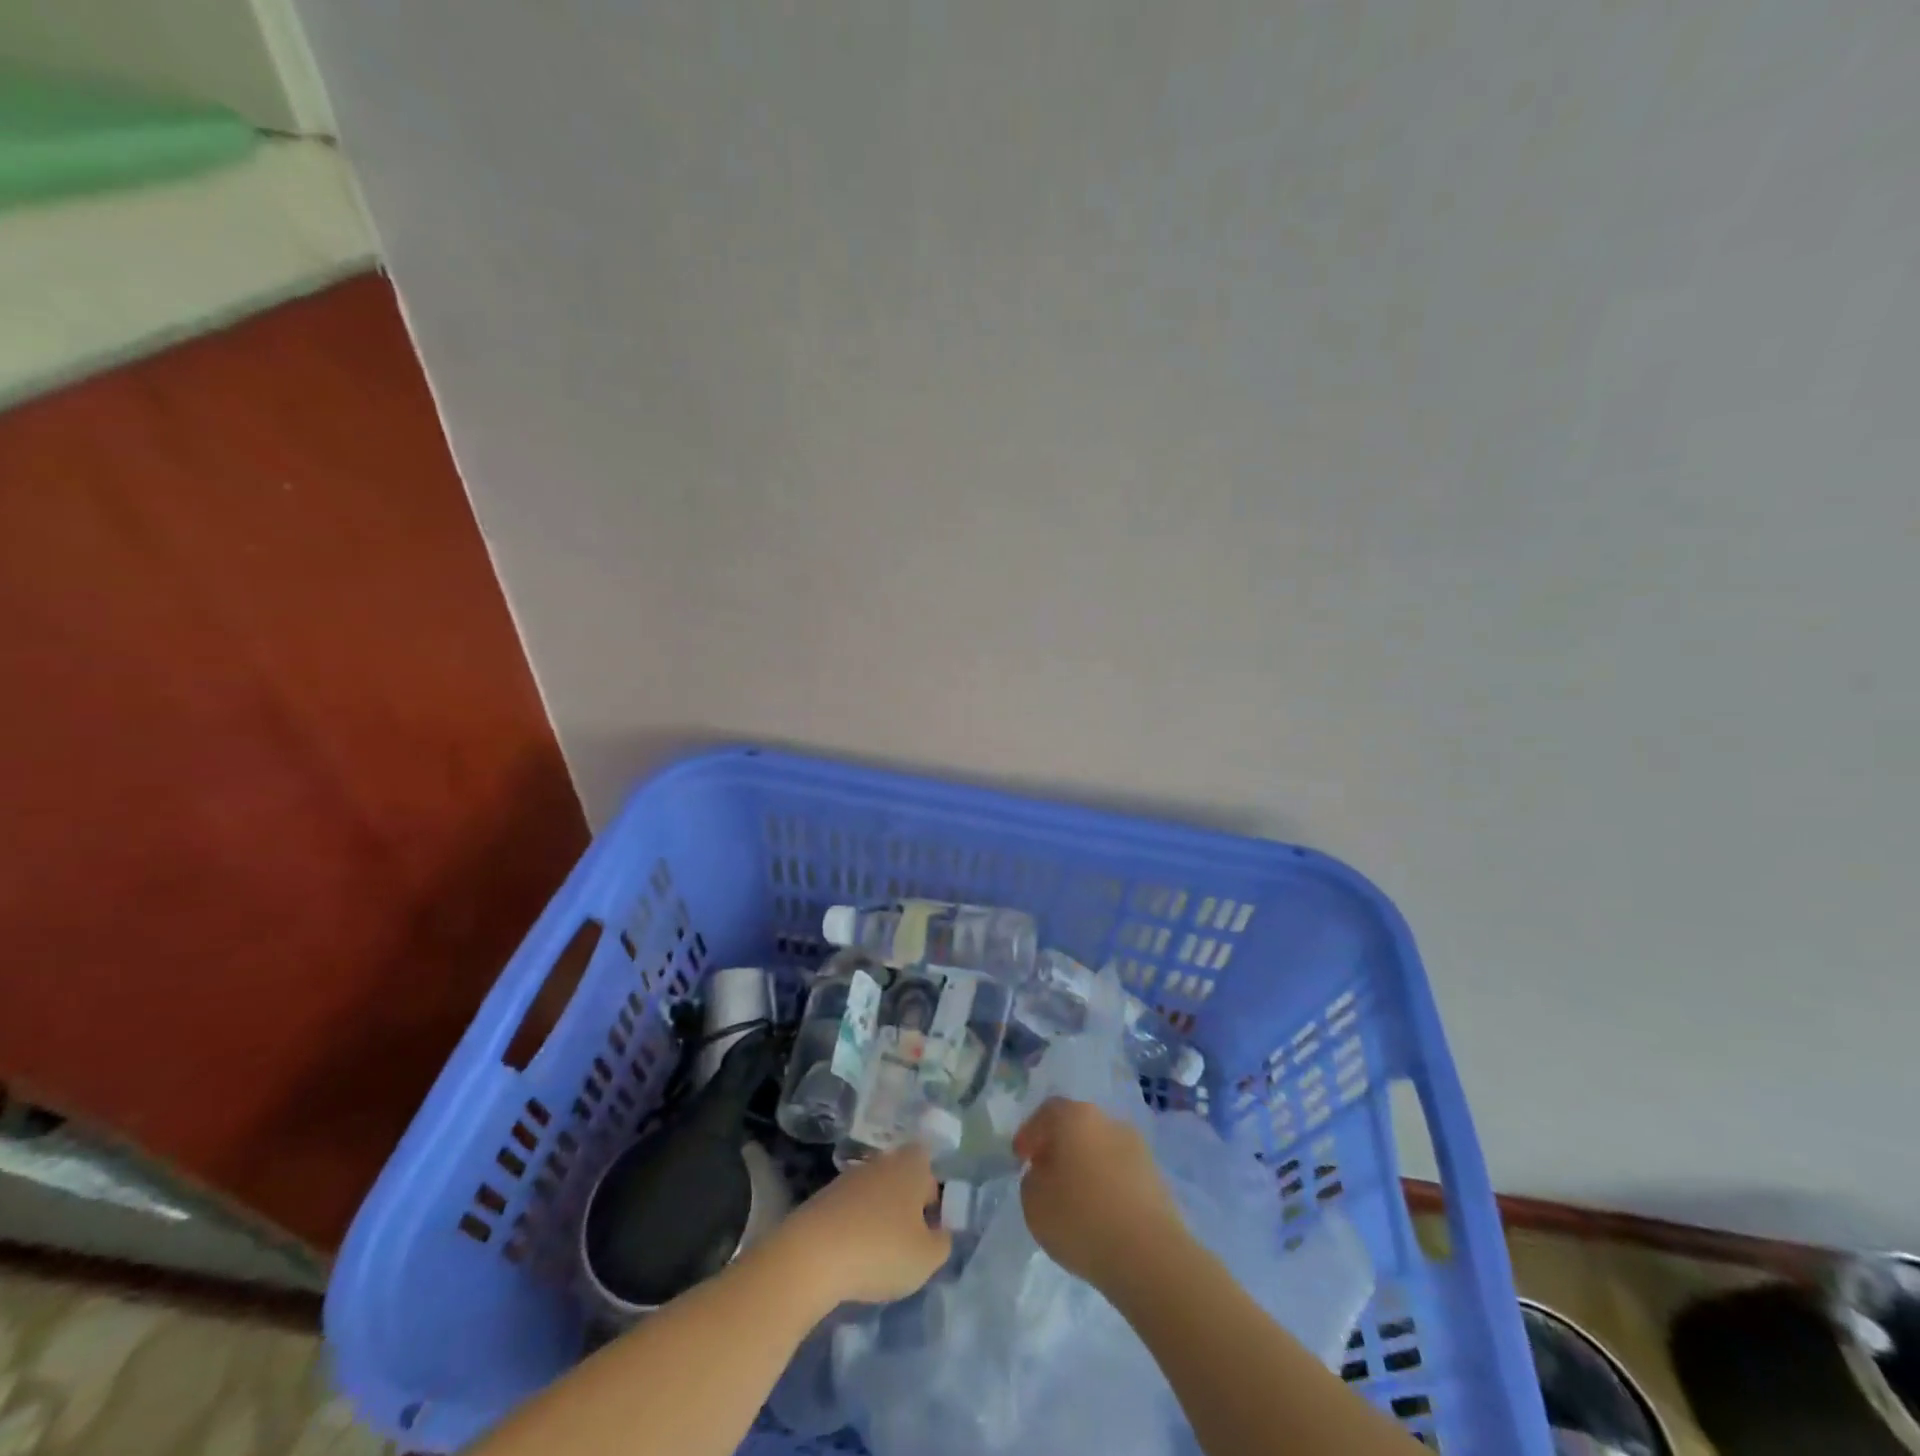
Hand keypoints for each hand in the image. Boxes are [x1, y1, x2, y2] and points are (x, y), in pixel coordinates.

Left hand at [770, 1145, 950, 1307]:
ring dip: (879, 1219)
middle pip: (902, 1181)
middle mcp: (883, 1161)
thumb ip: (943, 1243)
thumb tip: (939, 1233)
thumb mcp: (927, 1258)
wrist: (812, 1254)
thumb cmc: (881, 1250)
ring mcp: (850, 1176)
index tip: (928, 1233)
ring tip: (877, 1258)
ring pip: (876, 1195)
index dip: (933, 1201)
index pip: (930, 1172)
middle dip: (906, 1210)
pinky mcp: (825, 1196)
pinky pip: (851, 1210)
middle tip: (905, 1247)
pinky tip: (851, 1257)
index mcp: (912, 1165)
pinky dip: (855, 1229)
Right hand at [1014, 1097, 1185, 1289]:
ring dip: (1086, 1167)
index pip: (1046, 1112)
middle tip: (1047, 1176)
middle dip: (1060, 1148)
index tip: (1021, 1158)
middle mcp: (1108, 1121)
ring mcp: (1137, 1147)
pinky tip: (1100, 1214)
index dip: (1030, 1134)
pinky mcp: (1157, 1177)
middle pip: (1077, 1127)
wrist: (1149, 1255)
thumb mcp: (1033, 1202)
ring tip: (1075, 1200)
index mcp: (1075, 1116)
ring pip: (1101, 1149)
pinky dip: (1107, 1186)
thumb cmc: (1081, 1219)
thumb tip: (1045, 1172)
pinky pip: (1121, 1173)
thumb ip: (1032, 1179)